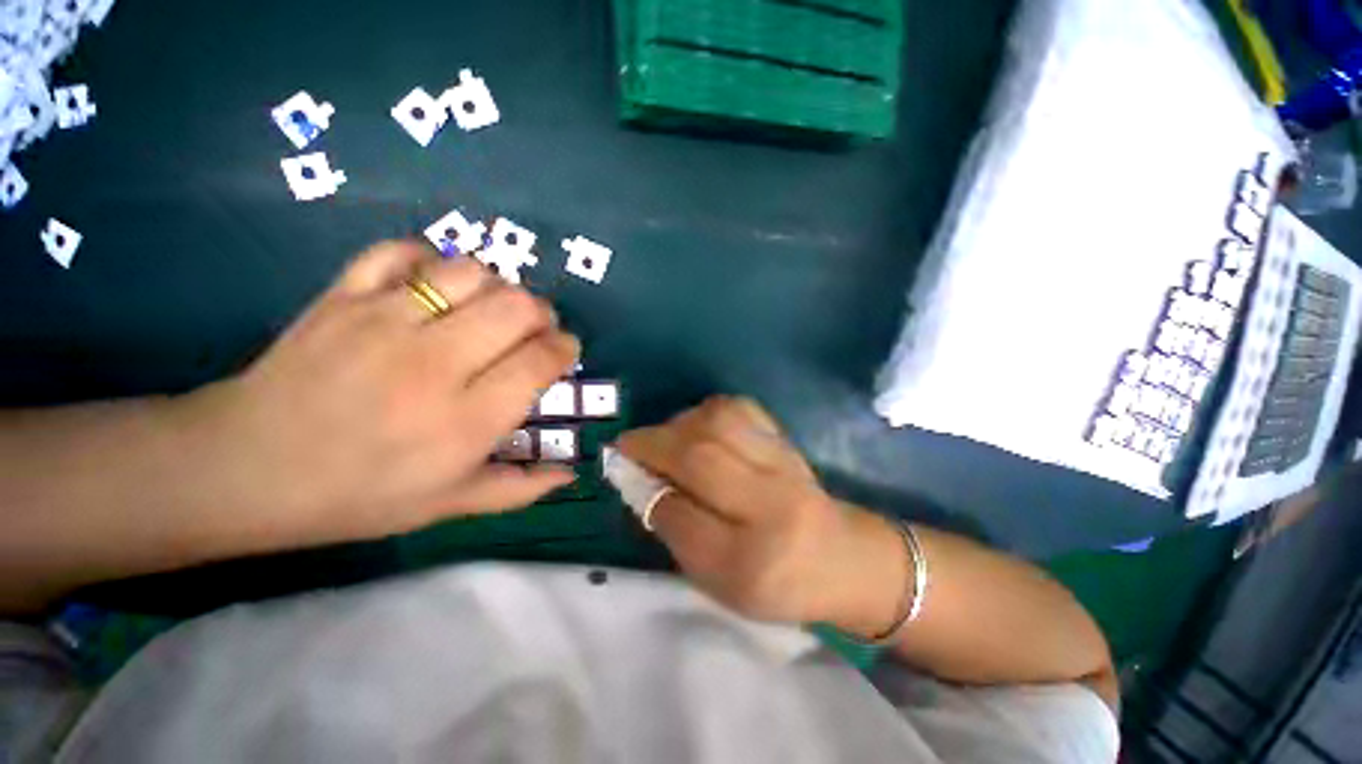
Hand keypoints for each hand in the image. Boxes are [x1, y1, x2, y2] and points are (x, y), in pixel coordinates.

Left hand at [182, 241, 579, 550]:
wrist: (244, 469)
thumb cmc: (357, 496)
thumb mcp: (448, 504)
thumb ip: (518, 489)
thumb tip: (569, 474)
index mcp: (466, 421)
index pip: (541, 360)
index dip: (564, 348)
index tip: (563, 352)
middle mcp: (434, 365)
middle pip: (519, 307)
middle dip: (542, 313)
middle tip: (534, 329)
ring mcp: (383, 322)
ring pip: (471, 273)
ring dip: (496, 287)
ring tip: (489, 309)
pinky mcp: (343, 296)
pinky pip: (402, 251)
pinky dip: (430, 260)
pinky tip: (434, 285)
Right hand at [618, 397, 908, 636]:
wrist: (843, 558)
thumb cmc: (776, 583)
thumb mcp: (720, 581)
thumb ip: (678, 533)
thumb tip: (643, 483)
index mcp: (753, 559)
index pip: (685, 516)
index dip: (647, 488)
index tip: (623, 470)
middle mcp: (772, 503)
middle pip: (702, 456)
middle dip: (655, 444)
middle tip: (631, 444)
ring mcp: (784, 464)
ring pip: (720, 422)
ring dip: (680, 423)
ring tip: (667, 437)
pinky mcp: (786, 441)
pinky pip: (741, 409)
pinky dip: (709, 411)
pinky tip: (699, 426)